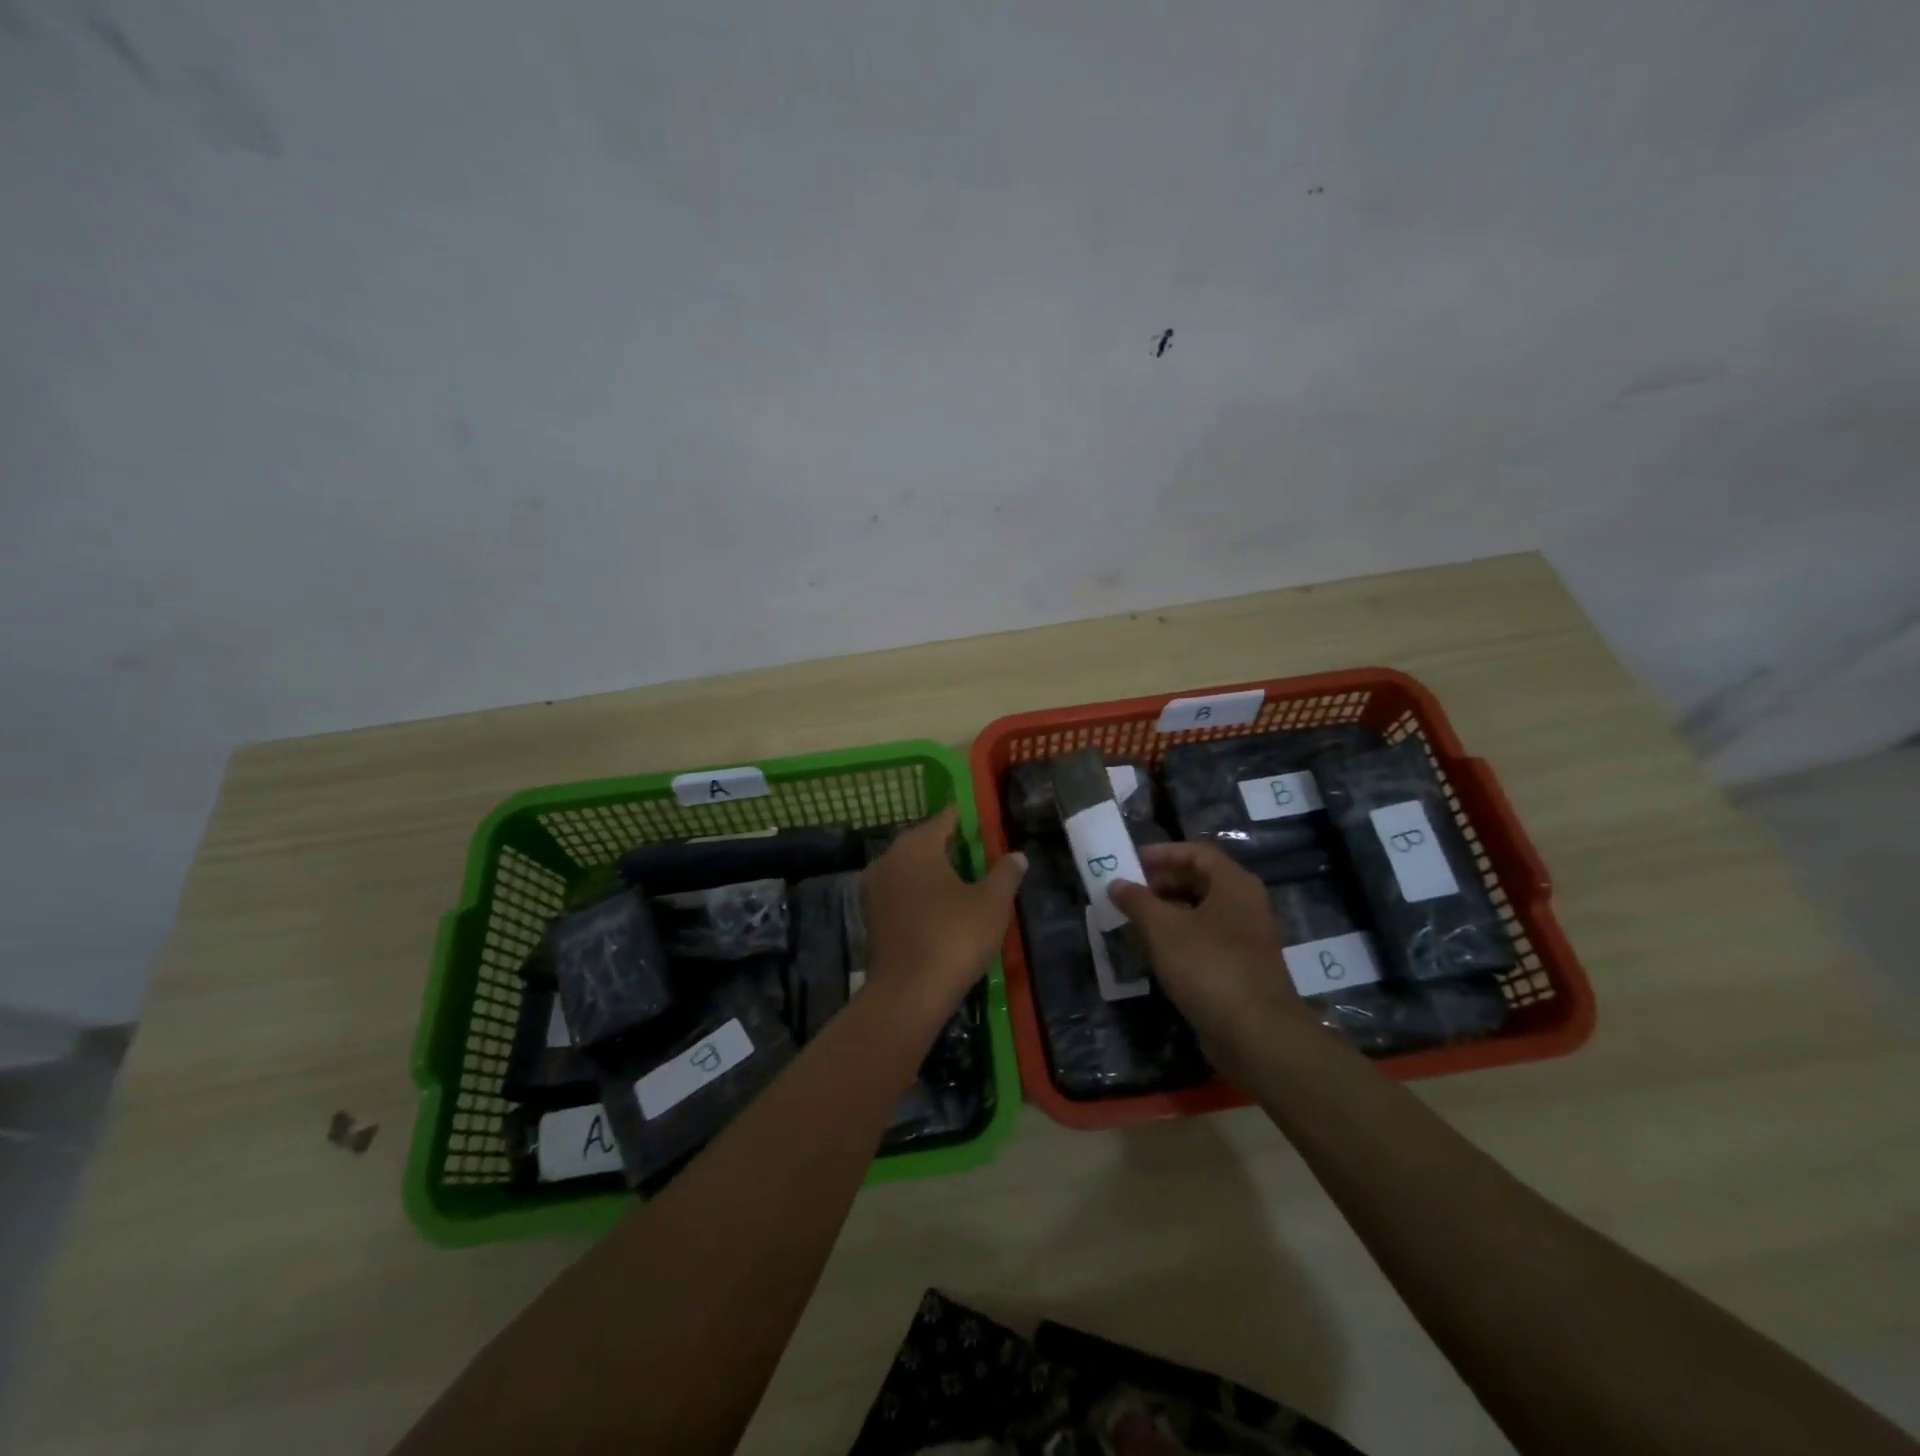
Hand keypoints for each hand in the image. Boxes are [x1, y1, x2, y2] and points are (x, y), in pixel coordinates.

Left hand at [862, 807, 1026, 1017]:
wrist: (907, 994)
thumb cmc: (954, 938)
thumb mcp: (992, 903)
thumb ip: (1005, 873)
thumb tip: (1016, 855)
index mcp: (916, 845)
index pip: (945, 819)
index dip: (967, 821)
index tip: (985, 826)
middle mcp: (889, 857)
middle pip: (924, 842)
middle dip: (950, 847)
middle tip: (980, 857)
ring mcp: (874, 887)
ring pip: (909, 869)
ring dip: (933, 873)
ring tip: (963, 885)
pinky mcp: (870, 915)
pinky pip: (900, 892)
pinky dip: (919, 894)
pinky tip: (940, 910)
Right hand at [1108, 842, 1312, 1072]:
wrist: (1256, 1034)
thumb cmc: (1208, 967)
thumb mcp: (1163, 929)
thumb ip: (1137, 901)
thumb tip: (1116, 883)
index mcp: (1234, 885)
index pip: (1198, 853)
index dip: (1163, 853)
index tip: (1132, 862)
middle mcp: (1247, 905)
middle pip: (1202, 881)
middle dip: (1163, 883)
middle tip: (1131, 892)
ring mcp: (1248, 938)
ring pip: (1204, 912)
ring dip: (1170, 911)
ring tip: (1137, 921)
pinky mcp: (1244, 968)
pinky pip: (1209, 939)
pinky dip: (1182, 937)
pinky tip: (1157, 952)